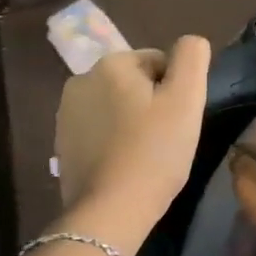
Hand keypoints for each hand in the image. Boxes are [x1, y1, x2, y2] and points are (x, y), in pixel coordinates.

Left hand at [55, 37, 210, 255]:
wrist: (110, 211)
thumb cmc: (155, 151)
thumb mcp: (187, 99)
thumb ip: (192, 57)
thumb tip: (191, 43)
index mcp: (111, 64)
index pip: (160, 62)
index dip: (176, 90)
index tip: (179, 120)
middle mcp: (81, 80)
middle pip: (136, 83)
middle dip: (153, 104)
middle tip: (166, 138)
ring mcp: (66, 114)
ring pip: (117, 107)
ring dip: (133, 122)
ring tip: (147, 154)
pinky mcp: (62, 144)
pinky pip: (100, 131)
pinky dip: (115, 141)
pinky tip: (125, 165)